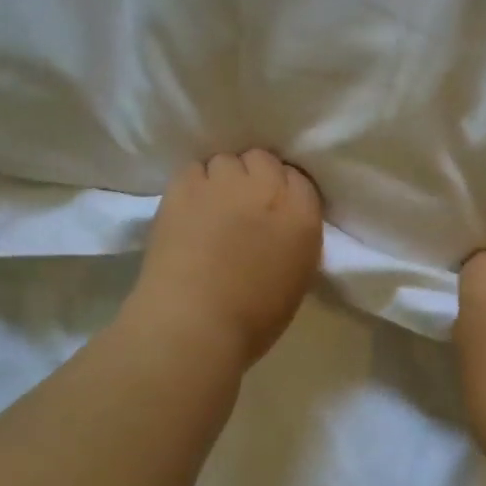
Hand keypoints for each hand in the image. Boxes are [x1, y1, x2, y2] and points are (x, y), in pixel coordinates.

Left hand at [125, 151, 323, 366]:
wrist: (193, 325)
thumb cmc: (252, 318)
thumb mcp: (296, 276)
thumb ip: (294, 237)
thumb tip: (278, 224)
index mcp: (302, 216)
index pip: (299, 179)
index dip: (283, 192)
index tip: (273, 210)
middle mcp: (266, 188)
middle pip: (262, 160)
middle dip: (254, 177)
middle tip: (242, 206)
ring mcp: (223, 183)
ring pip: (226, 161)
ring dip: (222, 178)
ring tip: (211, 206)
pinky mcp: (184, 186)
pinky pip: (193, 169)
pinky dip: (193, 184)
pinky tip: (188, 209)